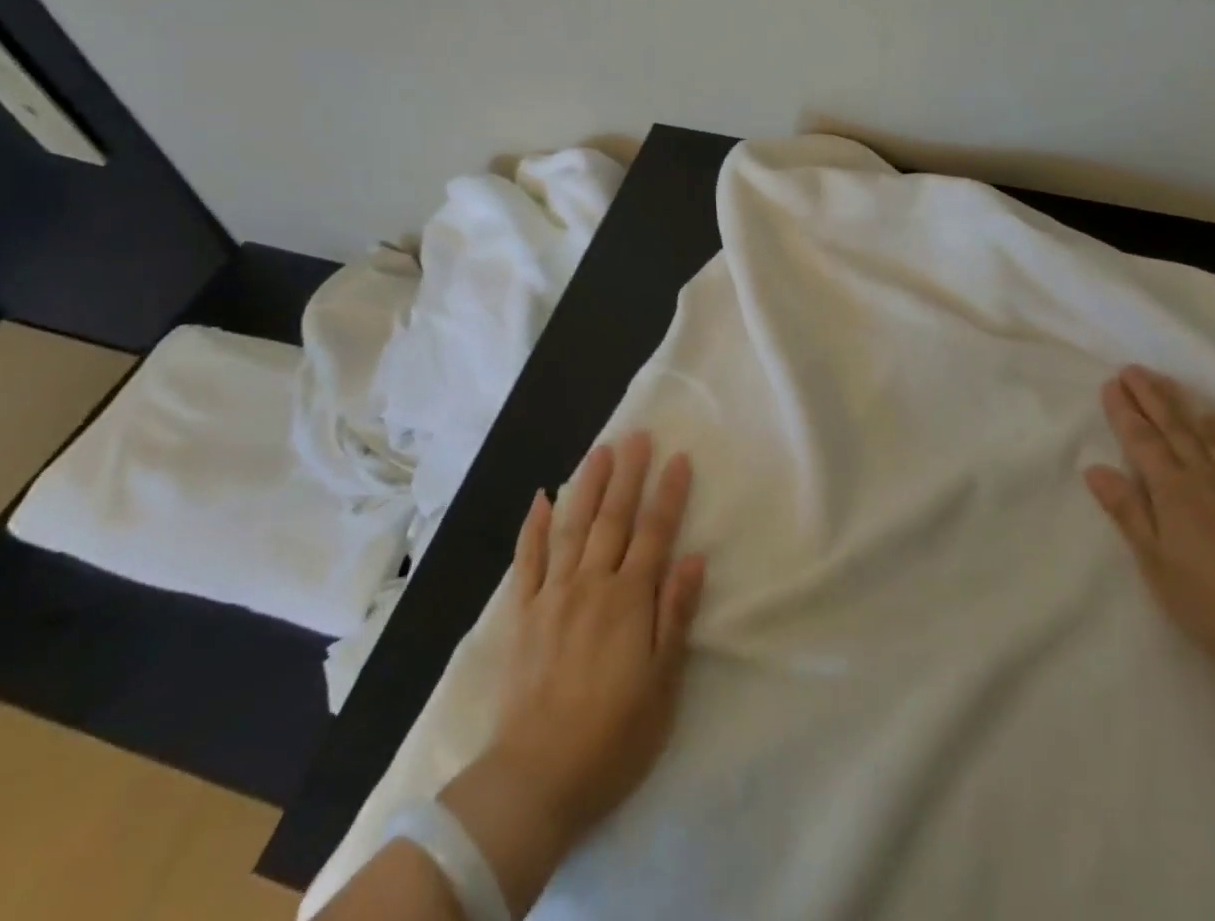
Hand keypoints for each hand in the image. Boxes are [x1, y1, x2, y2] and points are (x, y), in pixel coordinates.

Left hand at [478, 431, 704, 839]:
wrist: (535, 779)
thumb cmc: (613, 737)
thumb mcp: (663, 684)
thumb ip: (675, 615)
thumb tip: (692, 557)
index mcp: (629, 600)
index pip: (655, 532)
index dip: (668, 493)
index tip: (678, 457)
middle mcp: (591, 584)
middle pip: (614, 518)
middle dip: (628, 474)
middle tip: (636, 435)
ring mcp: (552, 595)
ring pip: (572, 526)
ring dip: (587, 485)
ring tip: (599, 451)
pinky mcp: (521, 613)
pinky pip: (527, 560)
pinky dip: (534, 526)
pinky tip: (541, 497)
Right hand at [1085, 365, 1214, 704]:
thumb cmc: (1213, 605)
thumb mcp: (1156, 563)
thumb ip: (1128, 512)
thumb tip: (1095, 468)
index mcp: (1173, 490)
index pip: (1142, 440)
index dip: (1124, 411)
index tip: (1110, 383)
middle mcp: (1205, 478)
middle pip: (1173, 427)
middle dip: (1151, 397)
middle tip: (1133, 369)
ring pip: (1205, 434)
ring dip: (1183, 406)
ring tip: (1170, 384)